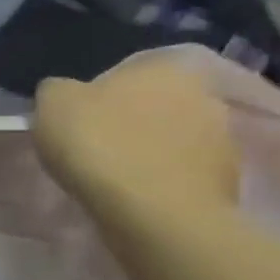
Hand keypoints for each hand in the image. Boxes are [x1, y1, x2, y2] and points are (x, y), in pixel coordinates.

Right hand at [33, 58, 239, 220]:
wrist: (154, 212)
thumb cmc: (100, 145)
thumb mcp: (52, 104)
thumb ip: (58, 90)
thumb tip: (64, 92)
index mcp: (163, 67)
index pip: (125, 72)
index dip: (97, 96)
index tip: (78, 121)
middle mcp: (203, 93)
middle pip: (153, 104)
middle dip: (129, 121)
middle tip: (95, 148)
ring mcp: (222, 137)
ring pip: (172, 138)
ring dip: (149, 151)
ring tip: (115, 178)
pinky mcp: (227, 178)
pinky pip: (183, 171)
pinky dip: (162, 179)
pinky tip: (137, 196)